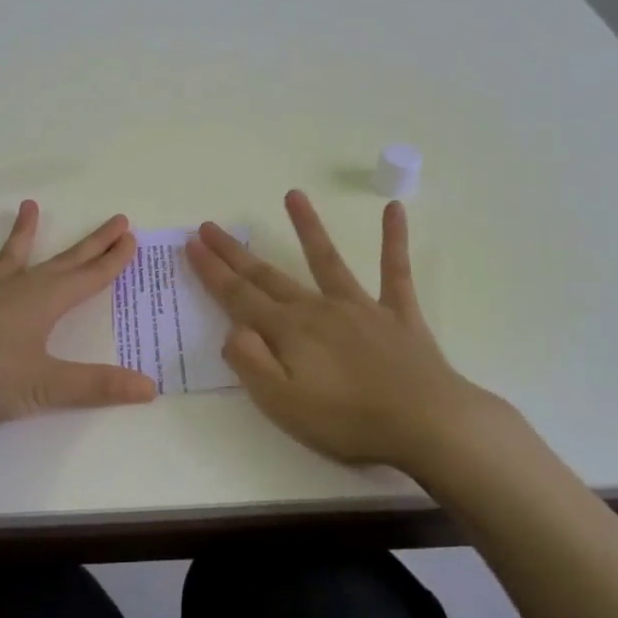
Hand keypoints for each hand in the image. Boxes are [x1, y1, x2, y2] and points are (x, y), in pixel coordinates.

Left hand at [0, 200, 157, 426]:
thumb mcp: (48, 386)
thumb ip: (98, 386)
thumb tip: (151, 389)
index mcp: (44, 302)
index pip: (89, 276)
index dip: (113, 259)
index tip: (131, 237)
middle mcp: (17, 290)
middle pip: (62, 262)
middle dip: (91, 244)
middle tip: (115, 220)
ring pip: (8, 259)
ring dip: (22, 235)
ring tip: (29, 206)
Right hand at [185, 190, 512, 474]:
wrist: (426, 423)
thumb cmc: (348, 421)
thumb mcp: (283, 405)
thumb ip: (251, 364)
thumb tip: (233, 330)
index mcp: (288, 332)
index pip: (238, 296)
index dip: (212, 270)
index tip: (192, 243)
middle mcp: (318, 309)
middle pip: (268, 275)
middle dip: (235, 252)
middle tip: (211, 226)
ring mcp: (360, 307)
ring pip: (327, 259)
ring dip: (307, 227)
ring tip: (293, 195)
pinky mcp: (398, 314)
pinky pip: (395, 270)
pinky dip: (394, 239)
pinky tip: (394, 209)